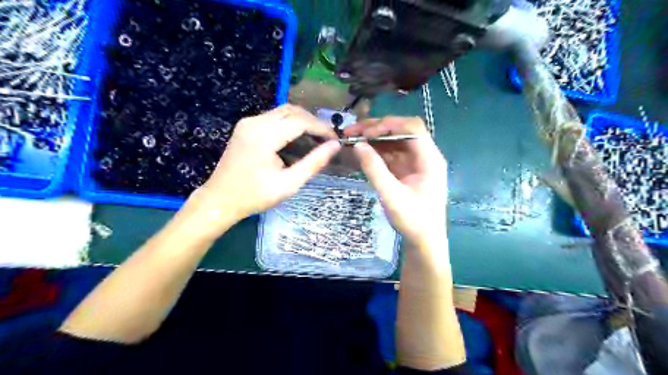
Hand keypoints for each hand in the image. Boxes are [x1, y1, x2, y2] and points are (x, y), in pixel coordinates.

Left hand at [189, 105, 340, 232]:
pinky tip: (297, 139)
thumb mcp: (289, 184)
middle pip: (293, 111)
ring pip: (283, 111)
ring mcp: (248, 122)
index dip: (322, 128)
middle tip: (326, 139)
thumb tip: (335, 146)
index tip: (335, 139)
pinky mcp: (246, 126)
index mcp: (264, 136)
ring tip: (315, 139)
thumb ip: (314, 163)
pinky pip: (273, 117)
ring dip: (302, 121)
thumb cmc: (255, 196)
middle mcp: (255, 122)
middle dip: (313, 122)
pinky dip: (289, 124)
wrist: (220, 200)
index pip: (301, 121)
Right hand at [344, 116, 448, 245]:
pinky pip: (390, 153)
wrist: (423, 241)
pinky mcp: (405, 170)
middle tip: (352, 132)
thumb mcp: (391, 196)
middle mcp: (424, 156)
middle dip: (376, 128)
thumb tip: (357, 145)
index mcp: (430, 159)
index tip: (365, 133)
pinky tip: (359, 151)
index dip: (388, 125)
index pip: (412, 128)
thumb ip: (374, 169)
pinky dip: (375, 151)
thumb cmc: (413, 220)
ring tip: (351, 138)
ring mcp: (414, 162)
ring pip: (394, 141)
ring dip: (373, 138)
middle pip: (402, 131)